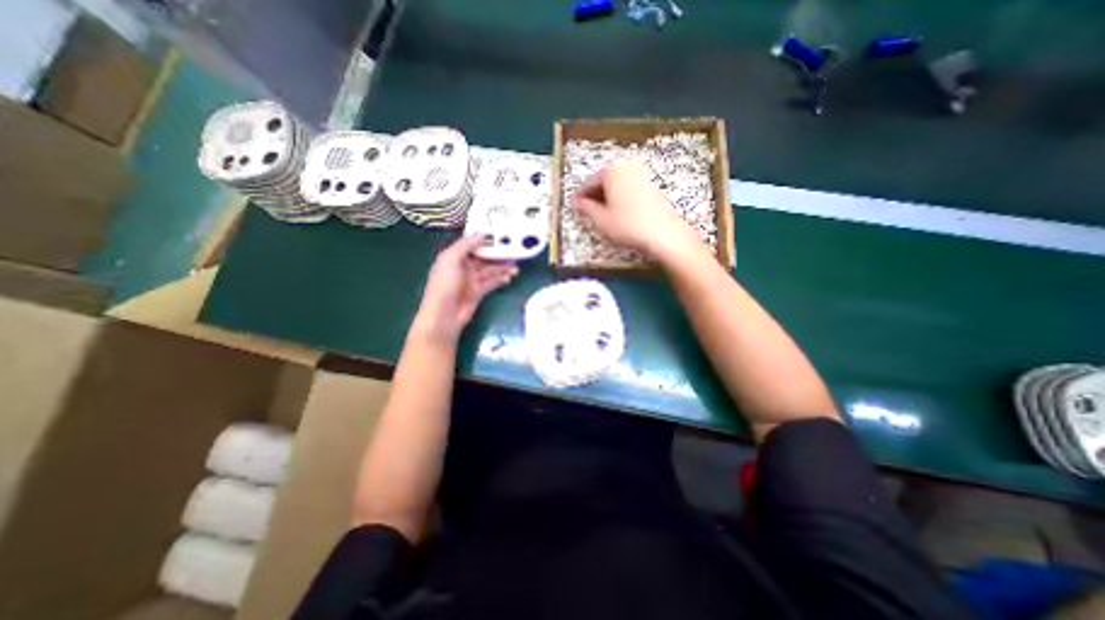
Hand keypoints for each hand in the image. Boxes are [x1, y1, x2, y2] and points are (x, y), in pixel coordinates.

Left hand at [413, 234, 520, 342]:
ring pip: (490, 270)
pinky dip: (501, 279)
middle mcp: (463, 267)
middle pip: (484, 258)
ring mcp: (472, 281)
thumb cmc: (444, 285)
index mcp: (454, 257)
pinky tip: (509, 277)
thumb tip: (481, 234)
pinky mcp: (479, 292)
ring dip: (502, 267)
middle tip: (513, 250)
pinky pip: (492, 283)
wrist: (444, 315)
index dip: (485, 240)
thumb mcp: (450, 259)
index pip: (472, 245)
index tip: (499, 234)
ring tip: (516, 265)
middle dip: (497, 254)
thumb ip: (465, 245)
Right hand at [569, 161, 697, 261]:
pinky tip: (618, 212)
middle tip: (586, 211)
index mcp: (612, 171)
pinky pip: (629, 188)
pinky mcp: (652, 185)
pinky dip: (620, 198)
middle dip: (594, 195)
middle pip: (604, 181)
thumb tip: (576, 202)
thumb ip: (586, 208)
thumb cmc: (627, 225)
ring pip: (617, 185)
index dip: (581, 196)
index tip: (575, 207)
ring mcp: (642, 175)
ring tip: (601, 214)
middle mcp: (627, 167)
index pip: (590, 182)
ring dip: (607, 197)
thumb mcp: (601, 219)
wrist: (663, 234)